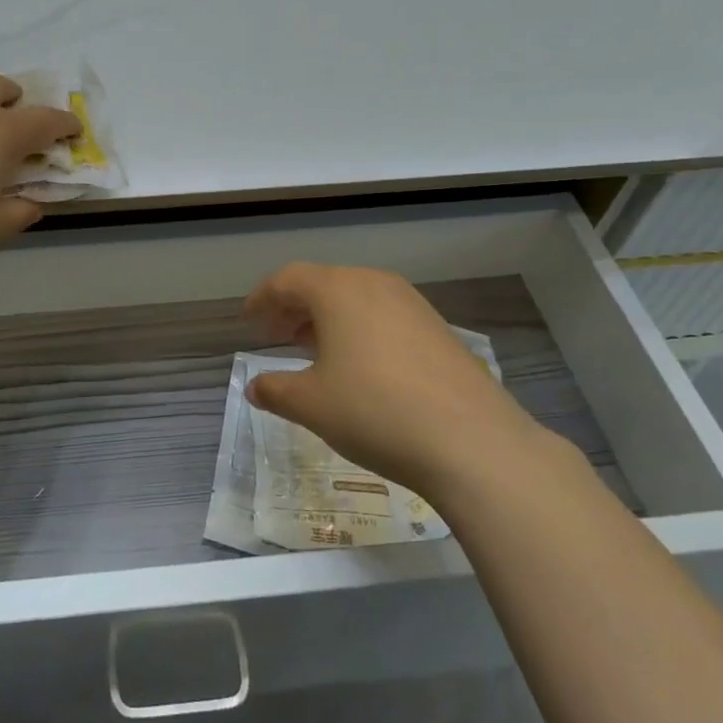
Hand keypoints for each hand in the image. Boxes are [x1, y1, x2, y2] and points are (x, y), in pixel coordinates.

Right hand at [243, 263, 540, 498]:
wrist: (473, 442)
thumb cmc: (375, 411)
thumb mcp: (312, 405)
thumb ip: (275, 390)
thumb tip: (254, 387)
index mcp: (338, 290)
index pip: (288, 280)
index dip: (263, 298)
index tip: (249, 320)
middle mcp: (375, 285)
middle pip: (324, 284)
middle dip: (295, 308)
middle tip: (276, 336)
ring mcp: (413, 305)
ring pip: (357, 299)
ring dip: (328, 319)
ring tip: (314, 351)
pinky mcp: (439, 329)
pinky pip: (384, 317)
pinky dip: (360, 330)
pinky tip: (360, 366)